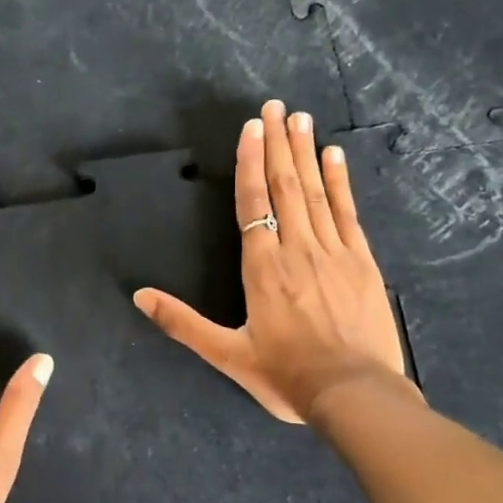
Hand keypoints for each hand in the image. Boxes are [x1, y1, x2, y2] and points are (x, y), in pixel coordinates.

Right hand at [133, 99, 420, 424]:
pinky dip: (340, 181)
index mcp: (262, 267)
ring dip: (306, 152)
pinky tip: (336, 156)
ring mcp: (334, 252)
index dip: (250, 162)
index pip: (252, 202)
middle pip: (285, 185)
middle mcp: (296, 248)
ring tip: (302, 118)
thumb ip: (183, 323)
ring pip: (316, 192)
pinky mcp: (363, 262)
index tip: (253, 127)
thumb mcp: (227, 355)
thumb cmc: (286, 376)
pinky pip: (347, 212)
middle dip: (278, 143)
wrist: (355, 396)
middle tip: (276, 106)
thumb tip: (139, 296)